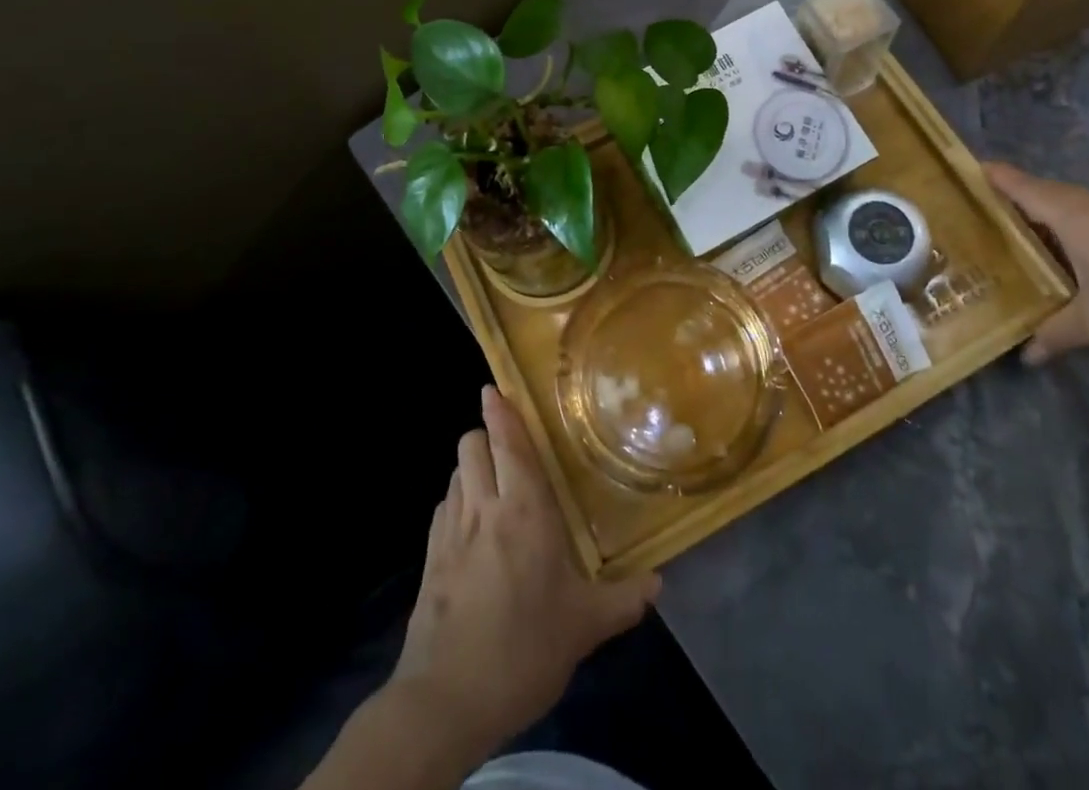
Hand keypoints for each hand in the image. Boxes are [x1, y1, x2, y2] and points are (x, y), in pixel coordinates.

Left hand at [389, 386, 660, 758]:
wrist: (446, 700)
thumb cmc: (524, 648)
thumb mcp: (583, 627)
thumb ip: (623, 599)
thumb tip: (659, 584)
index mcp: (524, 510)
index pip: (508, 442)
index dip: (500, 411)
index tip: (495, 388)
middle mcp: (484, 507)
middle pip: (472, 445)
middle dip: (487, 434)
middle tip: (510, 446)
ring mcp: (450, 530)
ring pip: (455, 472)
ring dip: (472, 467)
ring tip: (494, 484)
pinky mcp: (429, 558)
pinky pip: (443, 508)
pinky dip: (457, 501)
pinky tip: (472, 528)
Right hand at [987, 164, 1088, 374]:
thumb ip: (1055, 333)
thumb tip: (1024, 355)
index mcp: (1070, 214)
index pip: (1017, 183)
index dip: (987, 175)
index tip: (954, 175)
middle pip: (1039, 192)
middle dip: (1007, 200)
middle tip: (971, 217)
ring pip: (1066, 207)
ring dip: (1038, 217)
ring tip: (1009, 239)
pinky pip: (1088, 221)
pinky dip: (1065, 231)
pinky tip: (1060, 259)